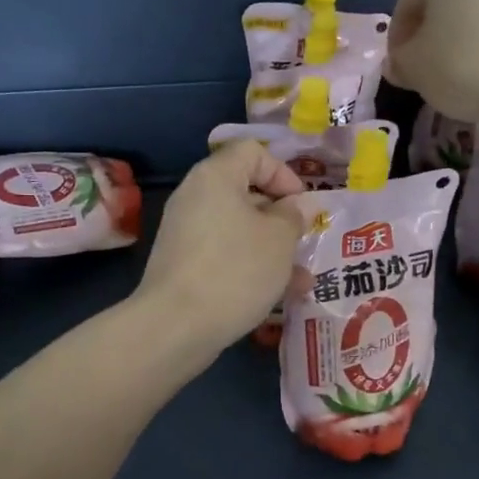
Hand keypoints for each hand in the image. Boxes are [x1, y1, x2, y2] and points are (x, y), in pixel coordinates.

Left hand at [135, 140, 307, 352]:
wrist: (176, 326)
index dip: (283, 173)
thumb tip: (293, 207)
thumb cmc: (236, 270)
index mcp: (215, 176)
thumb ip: (293, 216)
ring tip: (301, 278)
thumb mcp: (279, 239)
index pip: (252, 152)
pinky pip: (224, 254)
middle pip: (245, 192)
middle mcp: (195, 197)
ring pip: (238, 229)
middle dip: (280, 217)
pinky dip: (250, 267)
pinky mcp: (183, 265)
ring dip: (271, 248)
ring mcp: (186, 233)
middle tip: (303, 241)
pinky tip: (278, 296)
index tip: (302, 205)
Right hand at [386, 0, 478, 123]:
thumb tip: (399, 62)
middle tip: (432, 71)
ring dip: (467, 35)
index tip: (402, 70)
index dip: (398, 40)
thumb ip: (400, 63)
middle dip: (435, 33)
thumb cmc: (471, 65)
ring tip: (467, 73)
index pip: (407, 3)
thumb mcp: (417, 71)